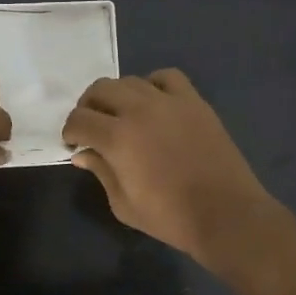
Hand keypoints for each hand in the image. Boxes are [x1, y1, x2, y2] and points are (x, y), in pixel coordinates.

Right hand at [63, 70, 283, 269]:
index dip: (70, 131)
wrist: (225, 214)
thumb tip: (83, 154)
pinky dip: (152, 85)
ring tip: (121, 115)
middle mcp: (139, 110)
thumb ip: (101, 173)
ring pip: (130, 81)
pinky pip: (166, 77)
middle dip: (88, 107)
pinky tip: (153, 103)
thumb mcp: (123, 204)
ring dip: (117, 96)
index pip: (79, 120)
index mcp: (117, 138)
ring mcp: (169, 102)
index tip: (74, 144)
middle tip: (92, 127)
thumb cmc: (169, 217)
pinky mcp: (194, 102)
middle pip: (100, 89)